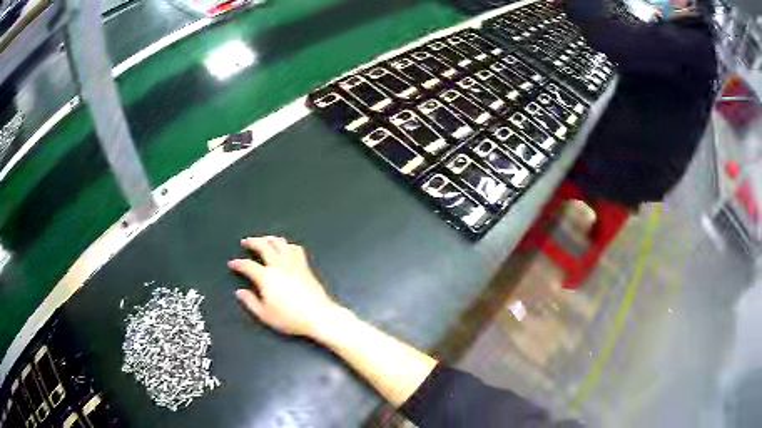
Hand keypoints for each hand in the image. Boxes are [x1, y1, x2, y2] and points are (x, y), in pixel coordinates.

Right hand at [230, 236, 342, 336]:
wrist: (318, 316)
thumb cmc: (291, 318)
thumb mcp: (265, 315)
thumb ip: (250, 302)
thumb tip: (240, 293)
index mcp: (267, 277)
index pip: (248, 265)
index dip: (238, 264)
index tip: (233, 263)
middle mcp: (279, 266)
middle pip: (264, 246)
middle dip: (252, 242)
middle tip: (246, 242)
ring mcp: (294, 263)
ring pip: (280, 243)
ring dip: (269, 239)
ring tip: (263, 239)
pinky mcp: (305, 266)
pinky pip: (295, 248)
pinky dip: (287, 245)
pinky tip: (285, 247)